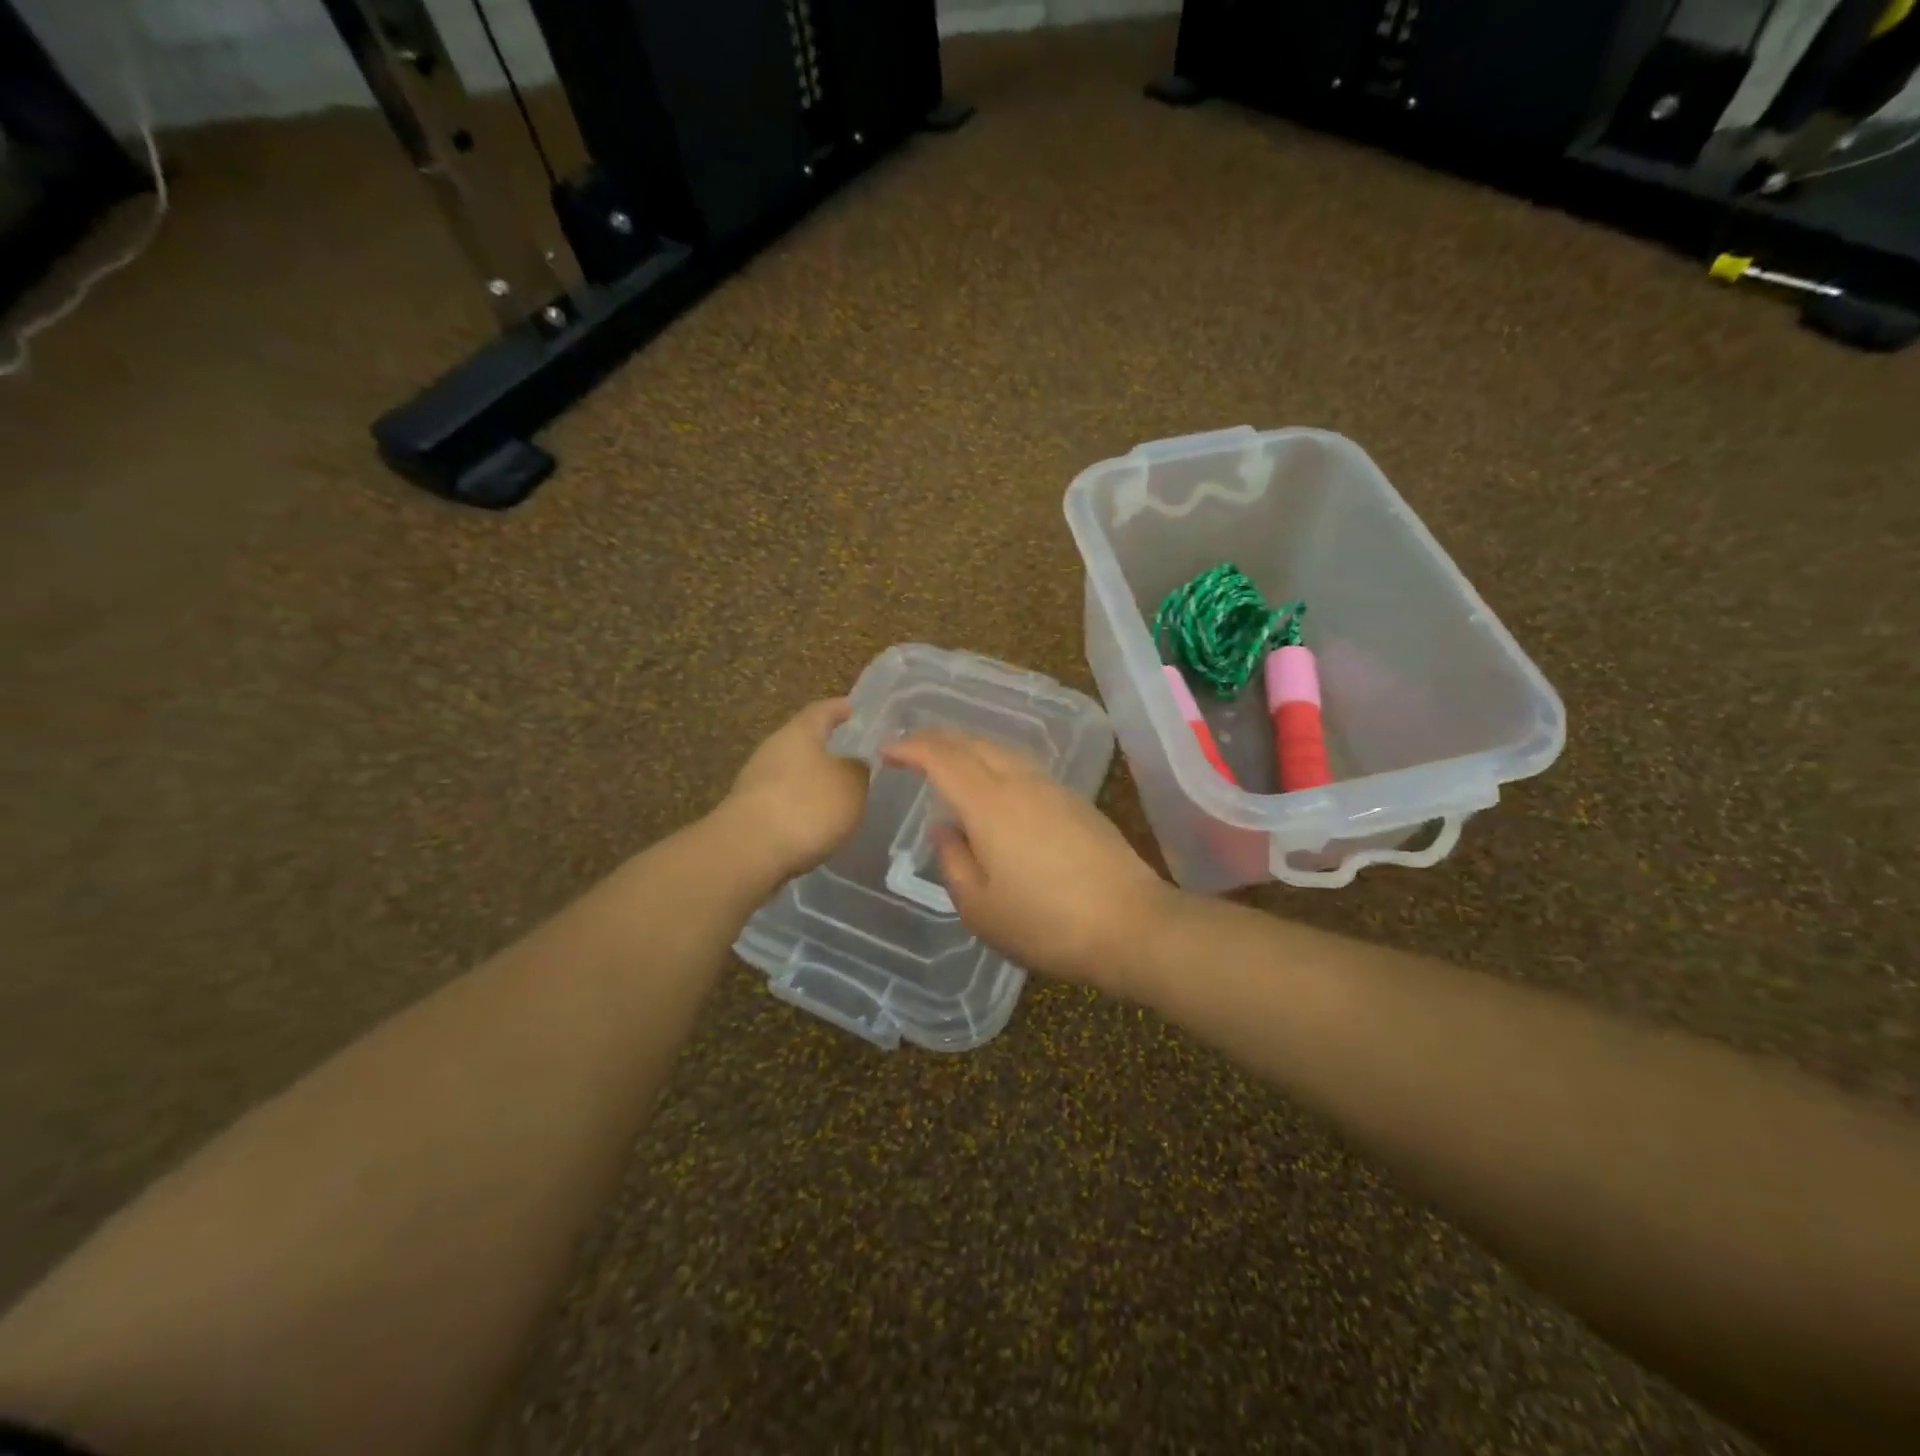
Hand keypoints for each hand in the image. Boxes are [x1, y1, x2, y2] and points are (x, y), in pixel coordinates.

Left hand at [724, 698, 868, 880]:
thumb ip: (858, 771)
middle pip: (804, 742)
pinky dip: (802, 808)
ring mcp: (757, 781)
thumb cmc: (807, 806)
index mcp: (799, 732)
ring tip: (840, 797)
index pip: (822, 710)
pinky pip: (784, 801)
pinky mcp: (749, 812)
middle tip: (853, 758)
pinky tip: (817, 824)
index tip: (852, 708)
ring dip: (814, 782)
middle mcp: (774, 749)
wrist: (748, 851)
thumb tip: (854, 765)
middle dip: (827, 750)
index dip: (839, 708)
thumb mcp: (851, 785)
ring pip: (793, 774)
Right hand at [880, 730, 1172, 994]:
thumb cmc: (1045, 924)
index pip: (942, 758)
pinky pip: (1024, 767)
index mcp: (990, 805)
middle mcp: (1020, 783)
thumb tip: (944, 829)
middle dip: (938, 739)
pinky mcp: (1077, 802)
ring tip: (949, 760)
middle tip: (912, 748)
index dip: (911, 748)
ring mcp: (1053, 789)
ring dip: (969, 747)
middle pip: (974, 743)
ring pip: (1002, 750)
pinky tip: (995, 785)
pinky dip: (996, 763)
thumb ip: (953, 861)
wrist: (1131, 924)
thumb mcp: (980, 907)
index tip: (887, 750)